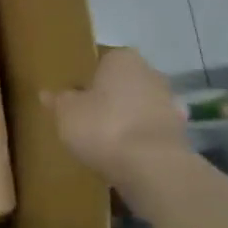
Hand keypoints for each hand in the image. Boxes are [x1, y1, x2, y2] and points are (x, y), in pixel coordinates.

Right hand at [42, 48, 189, 188]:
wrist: (154, 169)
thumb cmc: (104, 127)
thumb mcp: (66, 113)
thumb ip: (58, 101)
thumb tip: (46, 93)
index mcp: (123, 59)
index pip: (101, 61)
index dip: (86, 79)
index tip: (75, 96)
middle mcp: (151, 73)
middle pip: (123, 83)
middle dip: (109, 98)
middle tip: (87, 117)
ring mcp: (170, 104)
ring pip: (140, 107)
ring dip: (127, 120)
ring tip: (105, 141)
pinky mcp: (181, 135)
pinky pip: (151, 132)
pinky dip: (141, 141)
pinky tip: (125, 156)